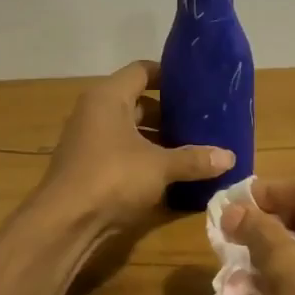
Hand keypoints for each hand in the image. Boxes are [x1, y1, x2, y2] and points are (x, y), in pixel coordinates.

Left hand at [41, 60, 233, 231]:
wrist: (65, 223)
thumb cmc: (112, 178)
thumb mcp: (160, 166)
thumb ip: (194, 159)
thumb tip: (230, 157)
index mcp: (108, 98)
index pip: (141, 71)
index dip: (168, 75)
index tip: (196, 85)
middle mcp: (94, 113)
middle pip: (136, 103)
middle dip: (168, 113)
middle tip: (201, 121)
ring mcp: (88, 141)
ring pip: (129, 131)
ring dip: (157, 139)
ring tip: (191, 148)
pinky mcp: (88, 168)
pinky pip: (122, 153)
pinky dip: (143, 159)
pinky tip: (169, 173)